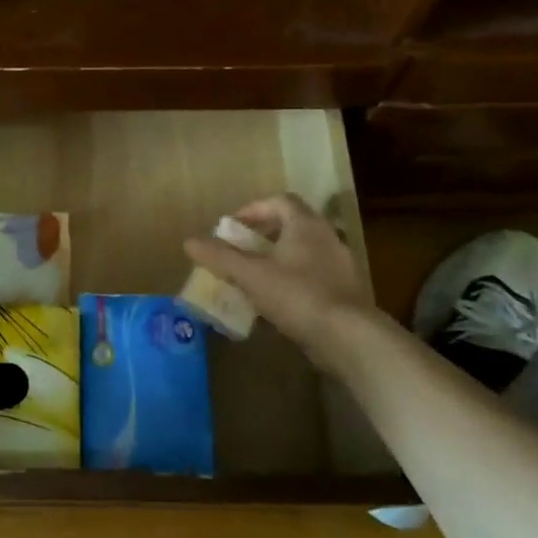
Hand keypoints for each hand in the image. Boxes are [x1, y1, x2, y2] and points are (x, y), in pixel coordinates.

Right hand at [183, 194, 373, 360]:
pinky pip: (311, 277)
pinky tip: (274, 303)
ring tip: (253, 278)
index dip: (253, 209)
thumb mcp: (250, 275)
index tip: (232, 227)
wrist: (348, 336)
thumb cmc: (297, 295)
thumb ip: (220, 256)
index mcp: (305, 224)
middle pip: (291, 225)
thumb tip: (189, 241)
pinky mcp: (344, 292)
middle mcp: (326, 237)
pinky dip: (290, 281)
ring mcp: (339, 265)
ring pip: (302, 253)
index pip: (279, 201)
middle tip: (239, 251)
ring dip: (276, 260)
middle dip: (262, 236)